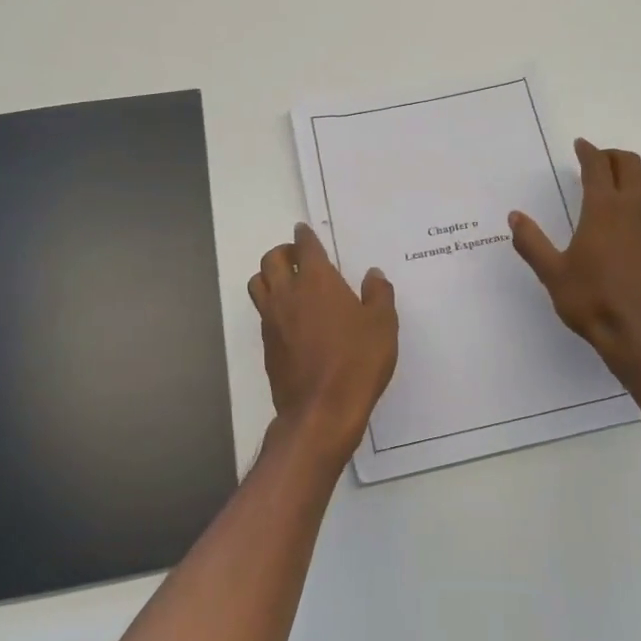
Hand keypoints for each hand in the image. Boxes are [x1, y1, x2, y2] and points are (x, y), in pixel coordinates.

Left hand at [249, 223, 398, 466]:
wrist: (322, 409)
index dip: (304, 236)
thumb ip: (379, 295)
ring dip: (268, 276)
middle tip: (296, 257)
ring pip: (257, 284)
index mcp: (317, 281)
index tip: (303, 231)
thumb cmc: (357, 361)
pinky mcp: (267, 345)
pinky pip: (262, 313)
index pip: (305, 247)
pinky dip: (271, 305)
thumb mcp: (383, 325)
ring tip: (286, 282)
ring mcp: (272, 320)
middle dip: (282, 252)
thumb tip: (373, 275)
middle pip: (270, 260)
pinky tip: (289, 318)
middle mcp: (288, 294)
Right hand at [510, 139, 640, 372]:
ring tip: (622, 184)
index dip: (588, 151)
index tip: (580, 145)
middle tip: (598, 162)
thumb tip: (514, 217)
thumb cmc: (592, 301)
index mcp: (603, 208)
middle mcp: (635, 206)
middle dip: (612, 156)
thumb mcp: (552, 273)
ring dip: (636, 173)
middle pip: (630, 163)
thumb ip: (532, 242)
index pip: (597, 165)